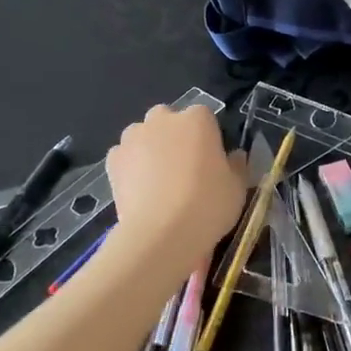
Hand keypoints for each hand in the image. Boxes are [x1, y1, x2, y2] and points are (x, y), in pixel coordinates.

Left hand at [105, 104, 246, 278]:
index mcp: (198, 119)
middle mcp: (163, 119)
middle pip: (169, 120)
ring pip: (143, 135)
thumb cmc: (208, 205)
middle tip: (184, 168)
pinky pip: (124, 156)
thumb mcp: (237, 187)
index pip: (205, 117)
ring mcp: (134, 137)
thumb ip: (237, 165)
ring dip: (150, 148)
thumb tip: (234, 156)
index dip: (208, 138)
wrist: (161, 234)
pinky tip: (139, 190)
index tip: (212, 160)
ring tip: (159, 181)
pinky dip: (130, 167)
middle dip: (174, 136)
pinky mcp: (113, 159)